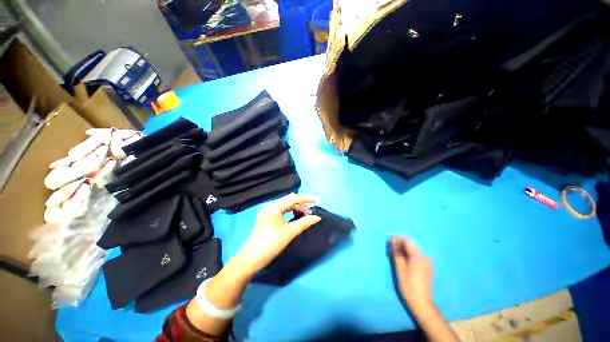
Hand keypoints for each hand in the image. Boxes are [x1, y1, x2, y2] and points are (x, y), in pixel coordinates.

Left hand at [231, 193, 320, 278]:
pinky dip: (290, 211)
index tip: (317, 201)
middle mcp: (270, 205)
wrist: (252, 258)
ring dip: (296, 208)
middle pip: (289, 200)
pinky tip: (296, 215)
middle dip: (302, 204)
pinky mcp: (267, 216)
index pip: (293, 198)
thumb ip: (304, 222)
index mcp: (274, 206)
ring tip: (306, 213)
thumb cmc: (271, 244)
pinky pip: (281, 210)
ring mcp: (267, 210)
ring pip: (285, 205)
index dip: (306, 199)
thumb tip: (317, 217)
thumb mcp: (290, 232)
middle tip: (312, 209)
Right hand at [390, 237, 433, 309]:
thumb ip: (397, 254)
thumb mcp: (400, 269)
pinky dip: (407, 254)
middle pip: (410, 245)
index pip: (407, 242)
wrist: (421, 303)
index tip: (388, 241)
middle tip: (390, 249)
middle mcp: (424, 257)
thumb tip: (393, 243)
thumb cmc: (409, 286)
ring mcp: (426, 262)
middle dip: (399, 244)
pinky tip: (401, 259)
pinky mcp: (426, 267)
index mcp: (418, 257)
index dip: (397, 239)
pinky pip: (416, 255)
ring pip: (413, 250)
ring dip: (403, 249)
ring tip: (393, 254)